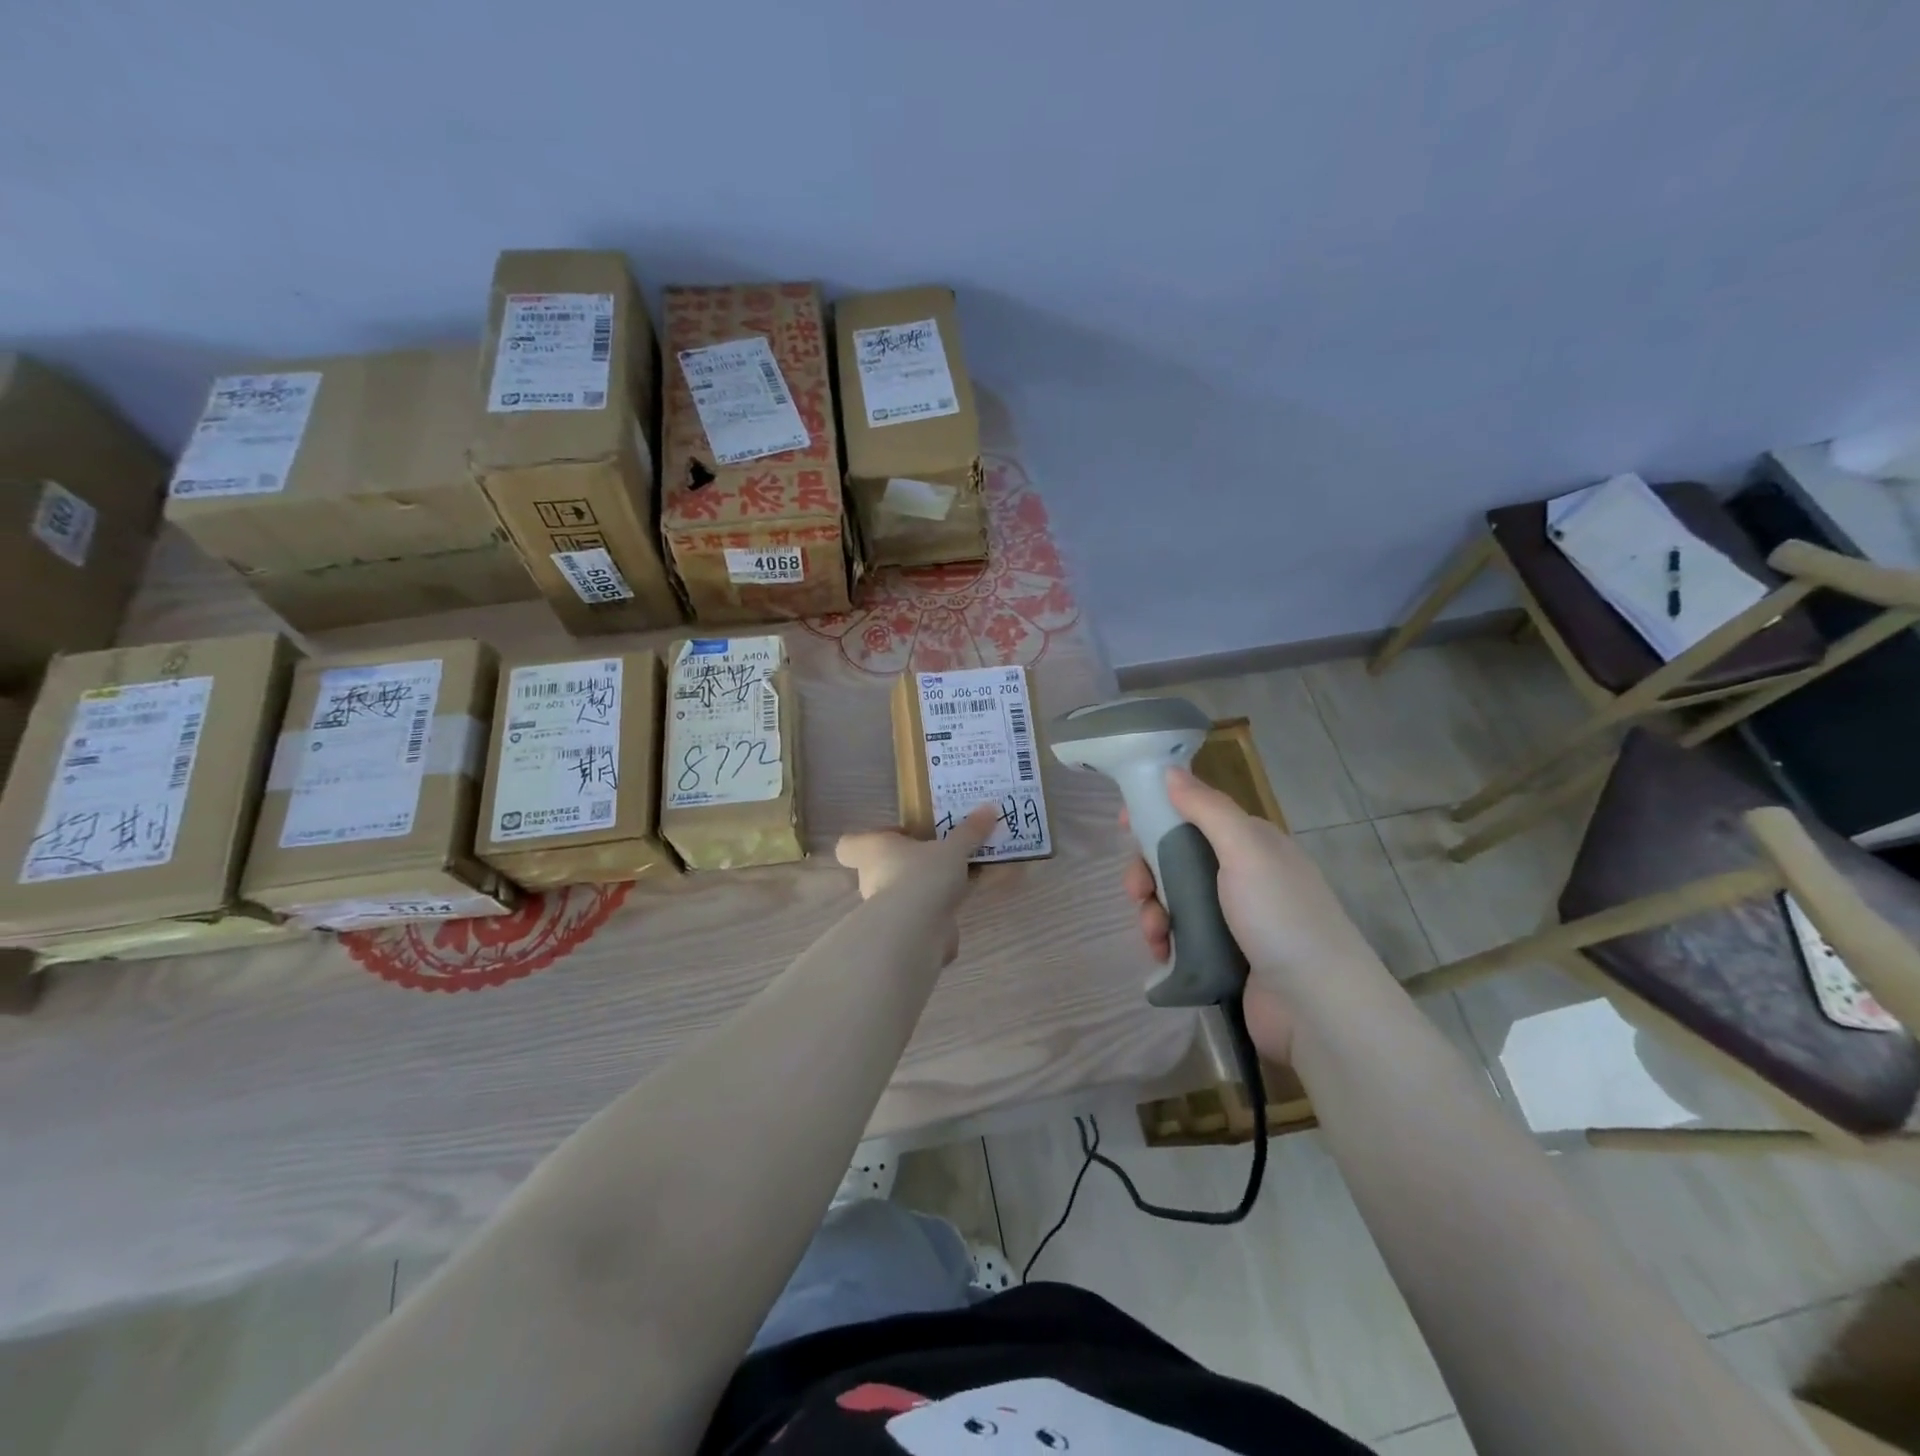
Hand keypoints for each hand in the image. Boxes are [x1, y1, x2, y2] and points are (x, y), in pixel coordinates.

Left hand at [836, 805, 999, 963]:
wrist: (917, 930)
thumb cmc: (923, 874)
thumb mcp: (953, 848)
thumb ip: (969, 831)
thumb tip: (990, 808)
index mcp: (874, 850)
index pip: (849, 845)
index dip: (870, 838)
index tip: (902, 835)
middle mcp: (872, 879)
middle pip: (880, 869)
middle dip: (908, 865)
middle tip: (939, 857)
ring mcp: (885, 910)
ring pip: (902, 894)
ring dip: (924, 891)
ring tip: (958, 882)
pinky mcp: (902, 933)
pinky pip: (918, 919)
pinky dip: (937, 918)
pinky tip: (962, 911)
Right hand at [1123, 768, 1377, 1062]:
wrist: (1315, 1004)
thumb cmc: (1279, 915)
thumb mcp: (1245, 850)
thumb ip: (1207, 808)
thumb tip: (1170, 771)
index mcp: (1249, 843)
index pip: (1193, 814)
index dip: (1156, 814)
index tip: (1124, 824)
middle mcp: (1240, 874)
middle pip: (1175, 858)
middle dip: (1147, 872)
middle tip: (1137, 891)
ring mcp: (1231, 918)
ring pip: (1172, 899)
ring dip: (1152, 910)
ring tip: (1154, 932)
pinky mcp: (1221, 955)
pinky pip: (1179, 935)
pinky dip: (1163, 939)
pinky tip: (1160, 952)